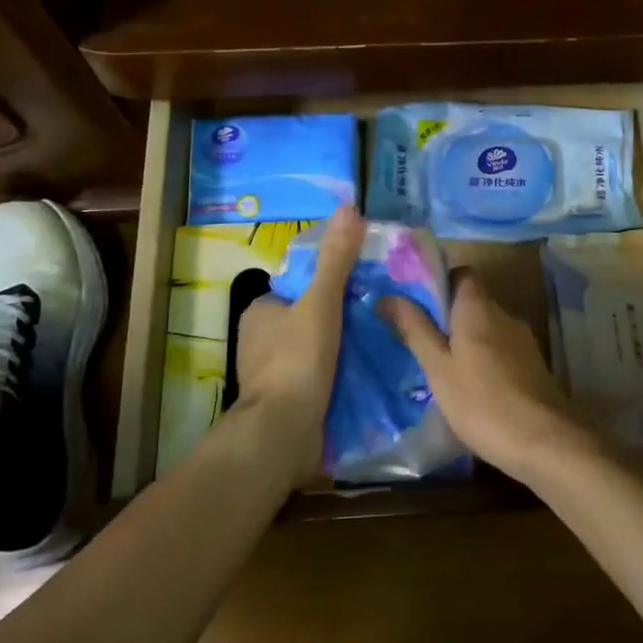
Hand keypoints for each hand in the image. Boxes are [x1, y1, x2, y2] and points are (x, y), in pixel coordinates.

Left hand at [233, 206, 363, 487]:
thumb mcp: (321, 303)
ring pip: (315, 348)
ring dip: (342, 347)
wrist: (283, 434)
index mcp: (260, 312)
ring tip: (382, 339)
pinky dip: (339, 373)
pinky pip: (318, 376)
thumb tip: (350, 207)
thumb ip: (336, 259)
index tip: (364, 284)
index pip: (299, 285)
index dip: (330, 282)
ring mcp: (273, 373)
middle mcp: (260, 340)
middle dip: (340, 316)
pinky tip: (368, 371)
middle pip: (309, 317)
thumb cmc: (297, 361)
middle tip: (380, 311)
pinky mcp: (288, 400)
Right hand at [381, 271, 597, 482]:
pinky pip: (501, 349)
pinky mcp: (533, 366)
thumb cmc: (481, 401)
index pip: (463, 274)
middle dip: (448, 317)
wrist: (543, 442)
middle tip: (421, 342)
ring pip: (488, 328)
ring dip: (466, 340)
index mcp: (479, 308)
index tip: (417, 306)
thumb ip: (414, 329)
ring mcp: (523, 341)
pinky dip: (484, 359)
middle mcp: (505, 315)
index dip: (440, 283)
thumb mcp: (437, 367)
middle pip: (474, 301)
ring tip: (441, 368)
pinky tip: (471, 388)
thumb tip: (387, 296)